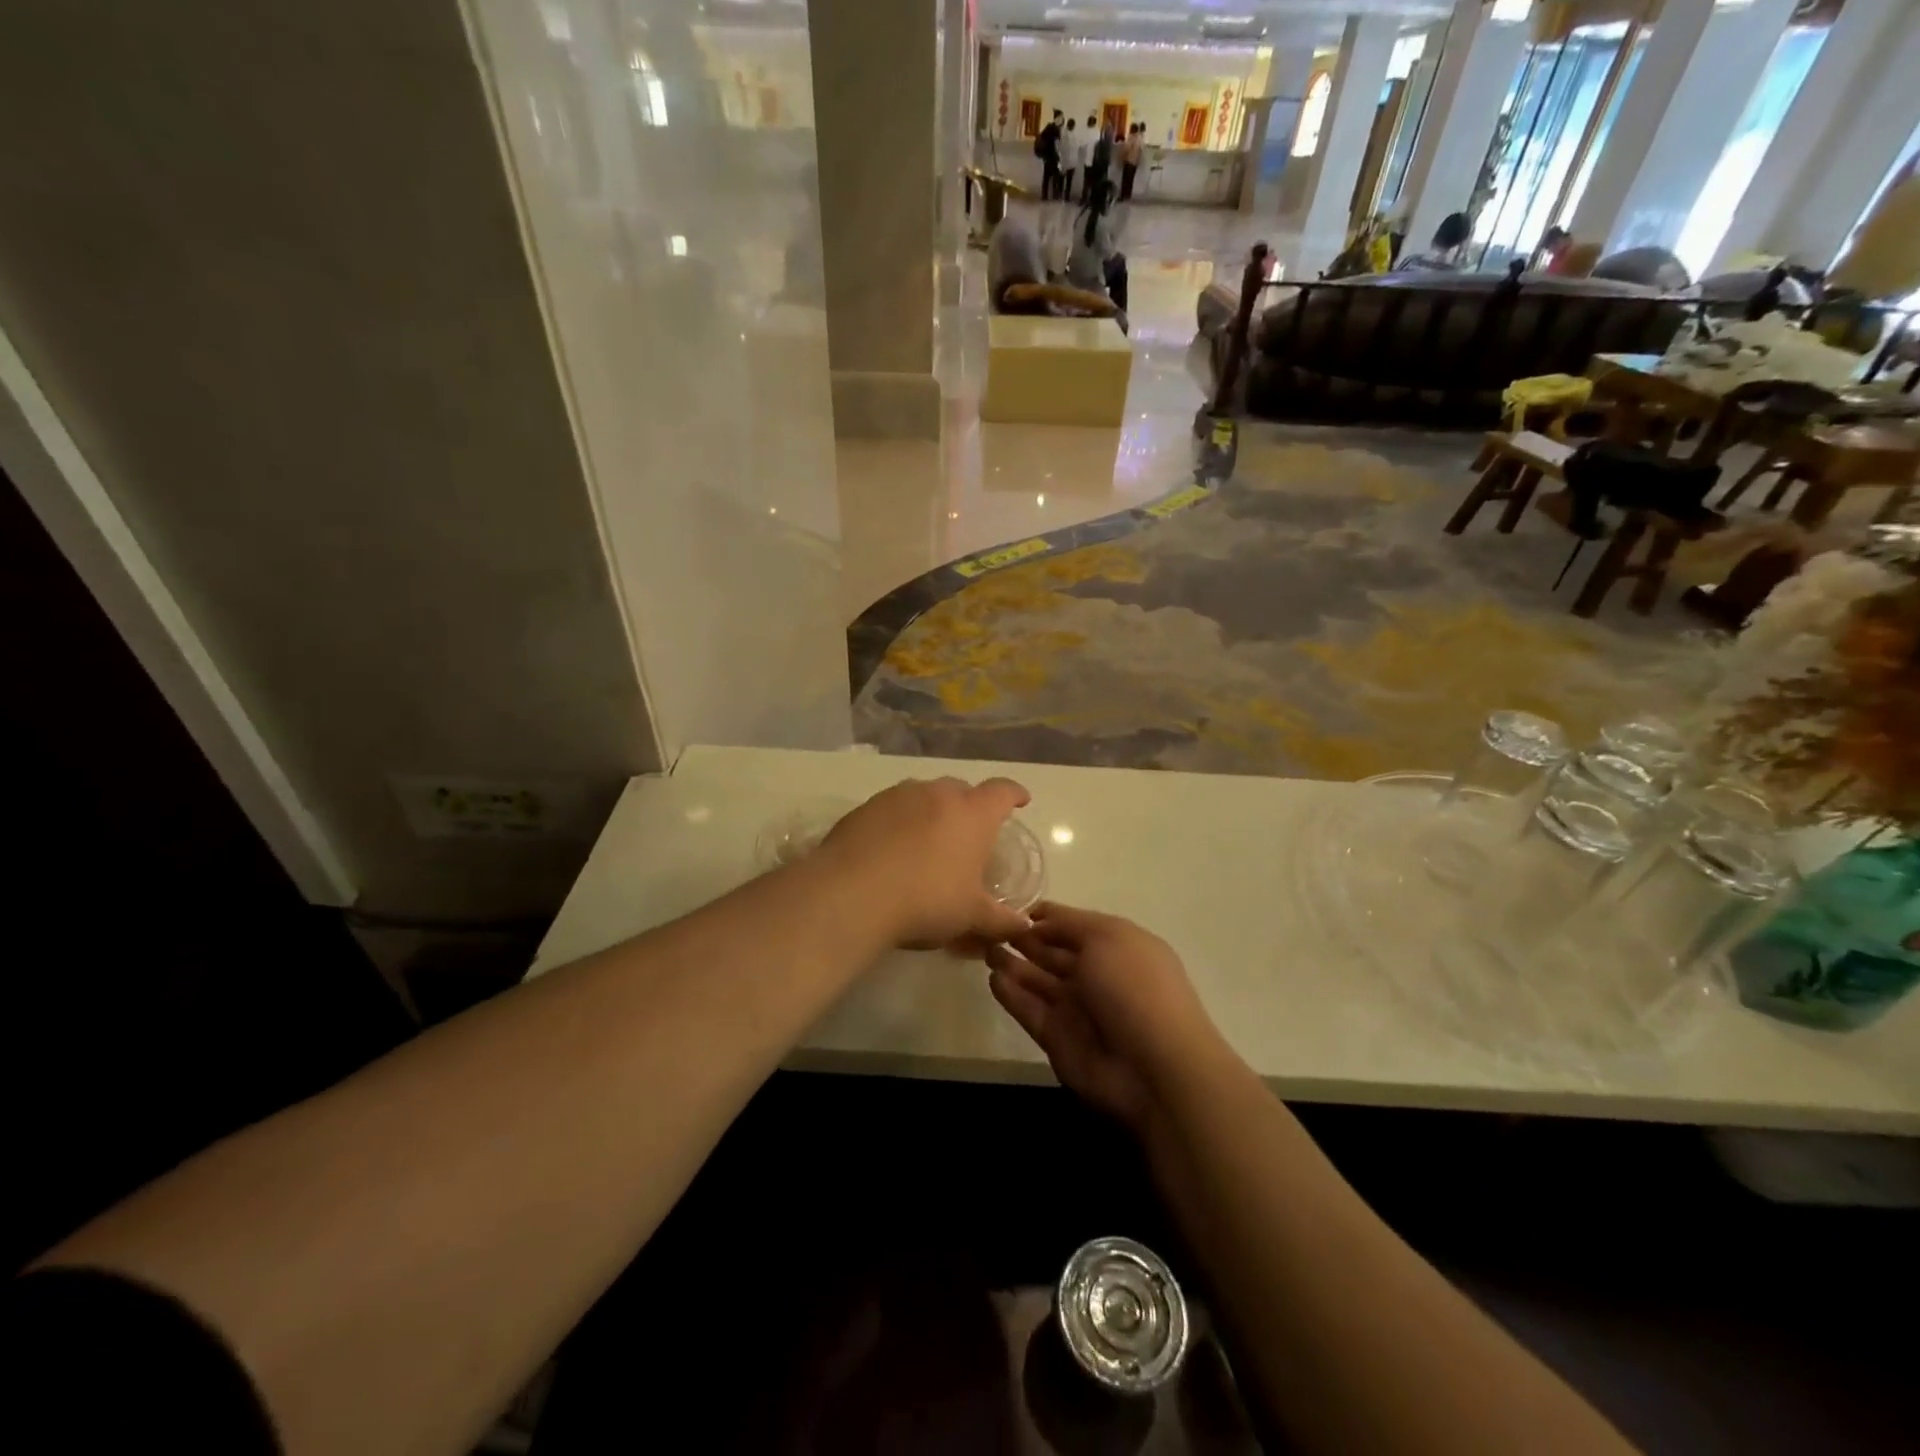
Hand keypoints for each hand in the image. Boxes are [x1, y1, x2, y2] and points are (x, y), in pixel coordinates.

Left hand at [818, 777, 1033, 949]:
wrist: (851, 894)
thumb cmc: (927, 900)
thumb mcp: (971, 916)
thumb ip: (1001, 920)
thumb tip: (1024, 926)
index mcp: (972, 813)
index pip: (1002, 792)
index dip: (1014, 795)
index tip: (1021, 800)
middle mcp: (937, 794)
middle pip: (962, 789)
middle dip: (970, 805)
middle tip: (971, 833)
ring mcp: (898, 796)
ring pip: (925, 795)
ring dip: (933, 811)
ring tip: (930, 840)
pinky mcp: (865, 808)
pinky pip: (892, 808)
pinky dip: (900, 821)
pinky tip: (893, 849)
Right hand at [985, 903, 1224, 1131]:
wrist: (1153, 1067)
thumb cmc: (1134, 988)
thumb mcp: (1106, 937)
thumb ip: (1069, 924)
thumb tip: (1039, 920)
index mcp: (1116, 946)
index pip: (1072, 924)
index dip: (1044, 915)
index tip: (1011, 906)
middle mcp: (1096, 974)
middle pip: (1052, 952)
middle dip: (1023, 938)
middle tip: (988, 926)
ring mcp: (1076, 1008)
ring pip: (1037, 980)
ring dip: (1012, 964)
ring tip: (984, 948)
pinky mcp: (1057, 1038)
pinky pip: (1029, 1010)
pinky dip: (1011, 994)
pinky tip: (993, 978)